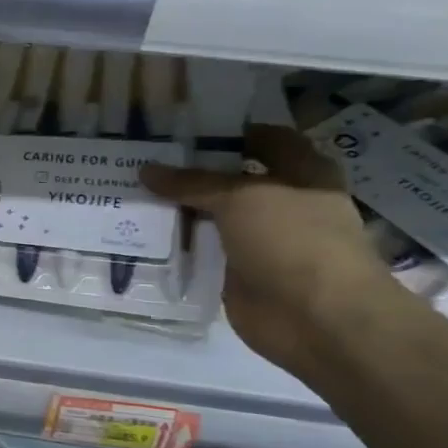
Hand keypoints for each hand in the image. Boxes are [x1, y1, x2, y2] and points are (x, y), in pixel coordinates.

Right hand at [140, 125, 400, 374]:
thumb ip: (192, 183)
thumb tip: (147, 169)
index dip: (226, 132)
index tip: (178, 130)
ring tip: (130, 194)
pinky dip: (176, 244)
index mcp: (302, 173)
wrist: (317, 317)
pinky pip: (201, 251)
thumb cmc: (294, 241)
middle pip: (230, 179)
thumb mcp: (241, 198)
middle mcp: (282, 203)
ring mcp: (259, 239)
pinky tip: (140, 234)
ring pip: (211, 215)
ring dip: (178, 209)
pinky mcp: (237, 271)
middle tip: (141, 160)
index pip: (263, 139)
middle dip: (190, 172)